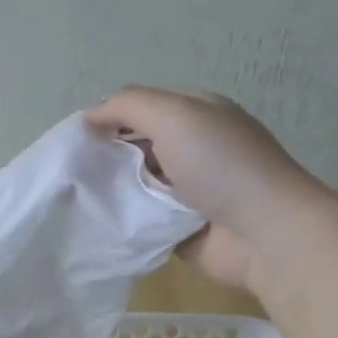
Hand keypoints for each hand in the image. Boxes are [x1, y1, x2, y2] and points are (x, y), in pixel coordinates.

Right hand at [86, 86, 322, 292]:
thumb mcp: (174, 114)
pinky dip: (125, 221)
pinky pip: (144, 220)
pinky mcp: (182, 227)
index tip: (77, 138)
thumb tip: (90, 116)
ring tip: (77, 198)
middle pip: (137, 146)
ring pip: (137, 185)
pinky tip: (98, 223)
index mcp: (197, 113)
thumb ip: (128, 105)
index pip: (142, 106)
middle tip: (73, 171)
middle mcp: (193, 148)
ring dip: (113, 190)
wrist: (264, 231)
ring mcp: (188, 190)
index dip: (109, 116)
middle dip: (107, 156)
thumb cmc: (220, 164)